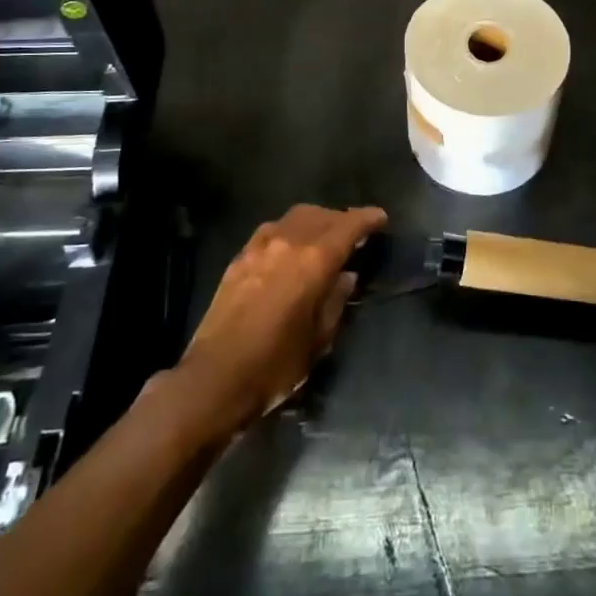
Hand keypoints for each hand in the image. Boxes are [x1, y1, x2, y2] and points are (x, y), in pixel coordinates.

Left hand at [175, 204, 385, 434]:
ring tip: (324, 238)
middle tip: (355, 234)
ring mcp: (259, 247)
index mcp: (314, 261)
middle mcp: (287, 243)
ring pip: (295, 217)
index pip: (348, 225)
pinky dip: (289, 231)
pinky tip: (290, 249)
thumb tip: (346, 276)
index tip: (381, 219)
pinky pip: (272, 230)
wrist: (213, 381)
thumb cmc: (275, 366)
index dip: (367, 219)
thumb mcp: (318, 339)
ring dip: (315, 221)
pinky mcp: (239, 258)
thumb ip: (336, 300)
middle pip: (322, 215)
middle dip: (342, 219)